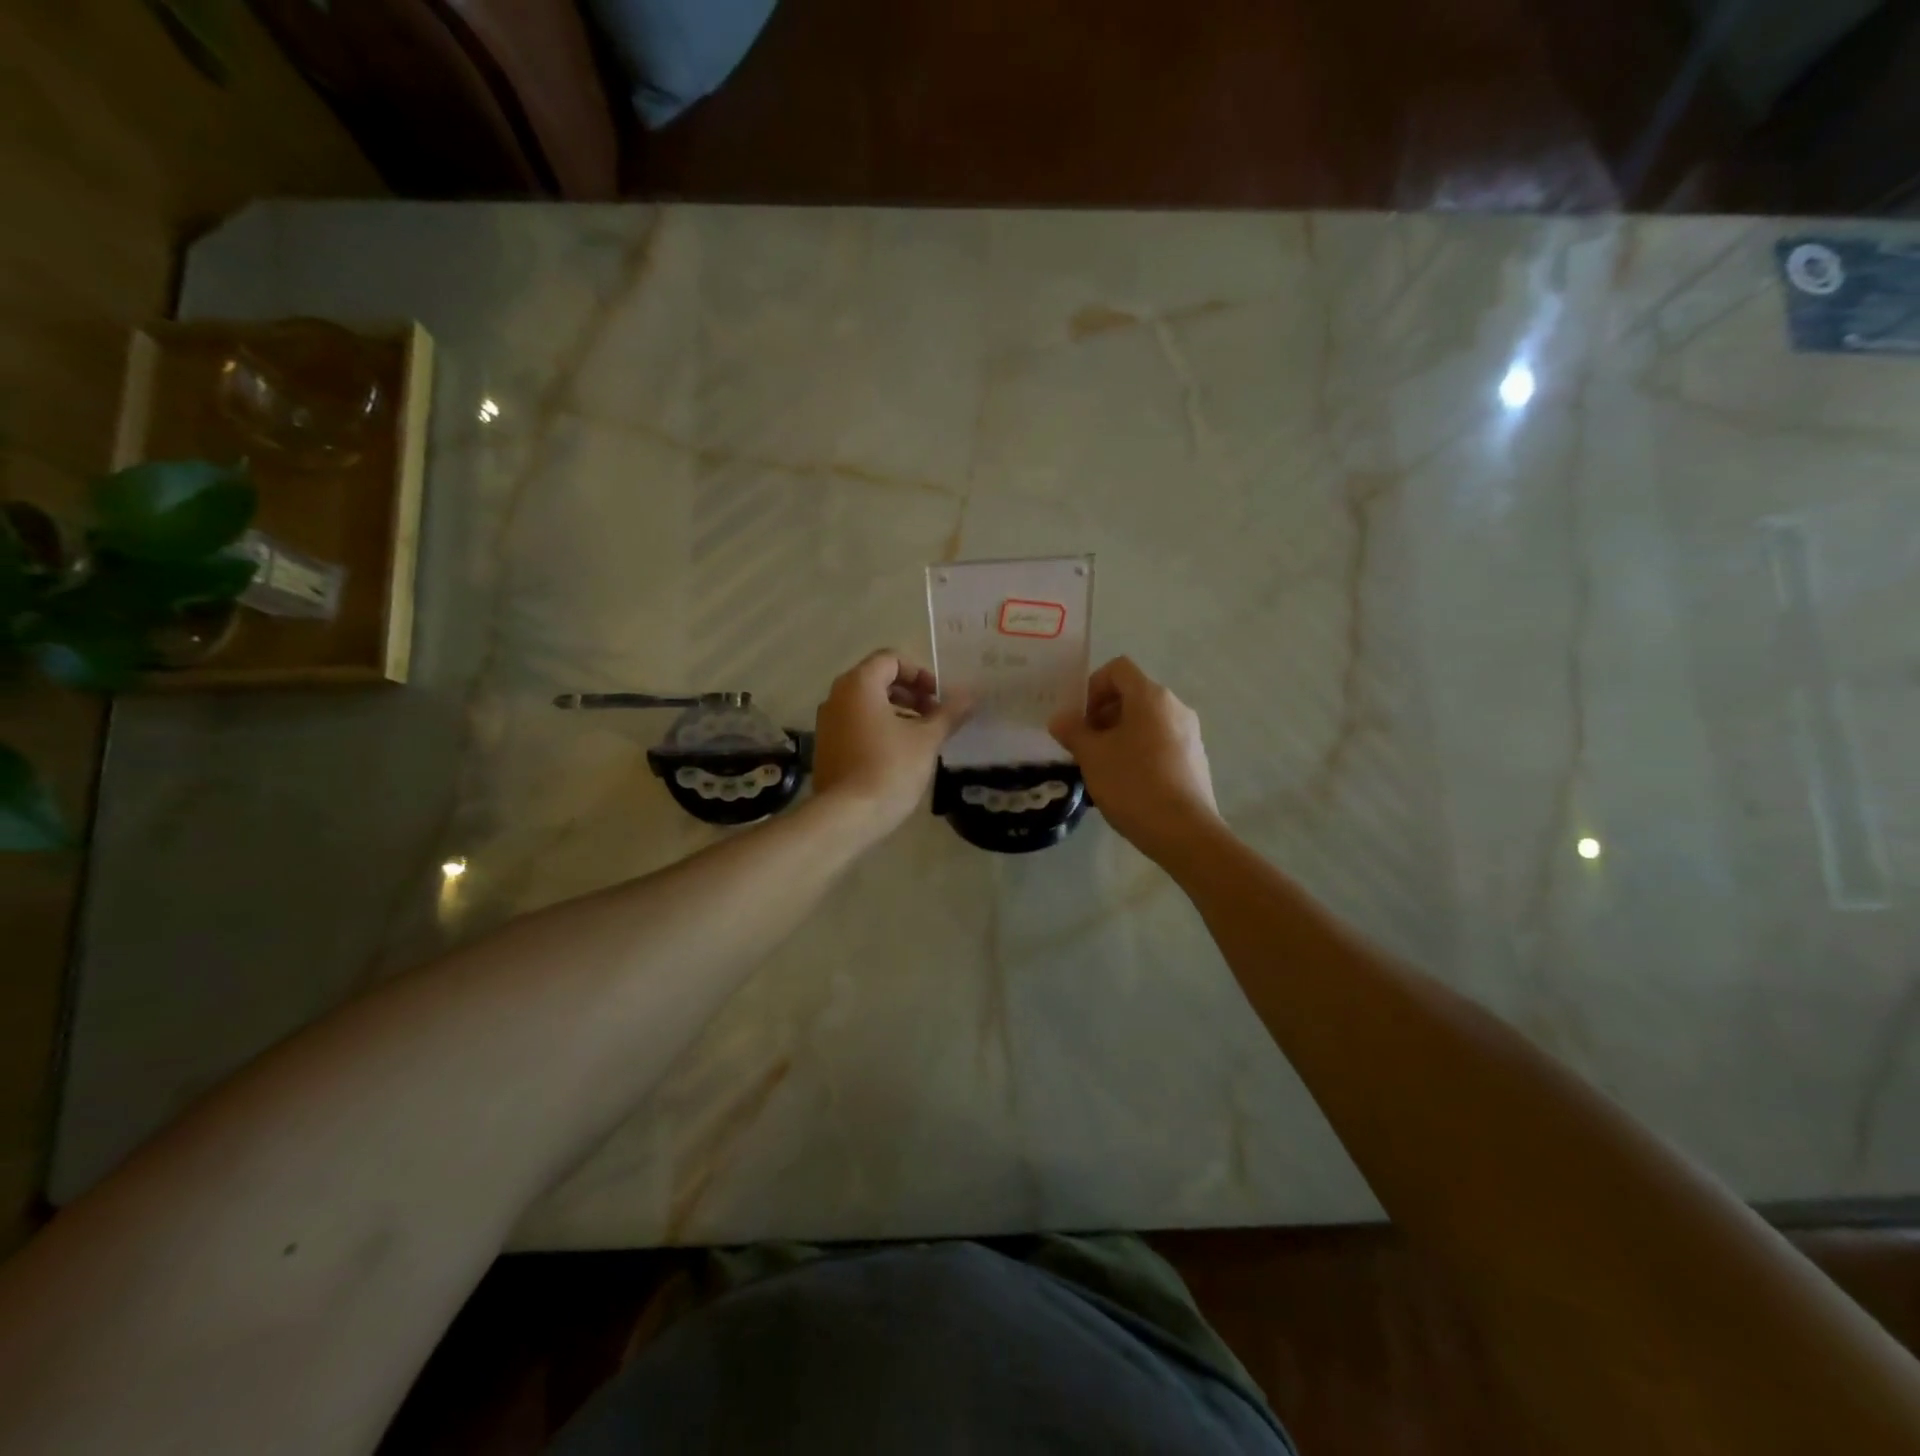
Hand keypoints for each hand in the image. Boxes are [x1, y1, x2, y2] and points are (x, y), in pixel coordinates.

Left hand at [812, 650, 969, 839]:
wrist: (846, 816)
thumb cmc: (889, 768)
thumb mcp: (926, 739)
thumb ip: (949, 713)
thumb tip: (970, 696)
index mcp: (859, 684)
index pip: (891, 659)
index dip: (920, 673)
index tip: (939, 698)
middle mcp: (837, 696)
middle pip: (877, 679)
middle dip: (910, 693)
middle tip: (934, 715)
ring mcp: (827, 722)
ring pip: (866, 704)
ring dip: (896, 712)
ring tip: (921, 736)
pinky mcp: (826, 747)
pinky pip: (855, 724)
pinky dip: (878, 728)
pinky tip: (898, 754)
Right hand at [1049, 656, 1220, 862]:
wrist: (1184, 831)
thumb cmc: (1133, 784)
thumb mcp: (1092, 756)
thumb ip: (1072, 731)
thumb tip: (1060, 719)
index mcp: (1150, 696)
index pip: (1117, 669)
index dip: (1092, 686)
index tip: (1079, 719)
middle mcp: (1175, 706)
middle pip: (1132, 695)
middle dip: (1103, 715)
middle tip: (1085, 745)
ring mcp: (1189, 733)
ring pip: (1146, 721)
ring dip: (1120, 735)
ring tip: (1103, 766)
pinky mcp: (1195, 758)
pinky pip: (1161, 742)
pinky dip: (1140, 751)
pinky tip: (1127, 783)